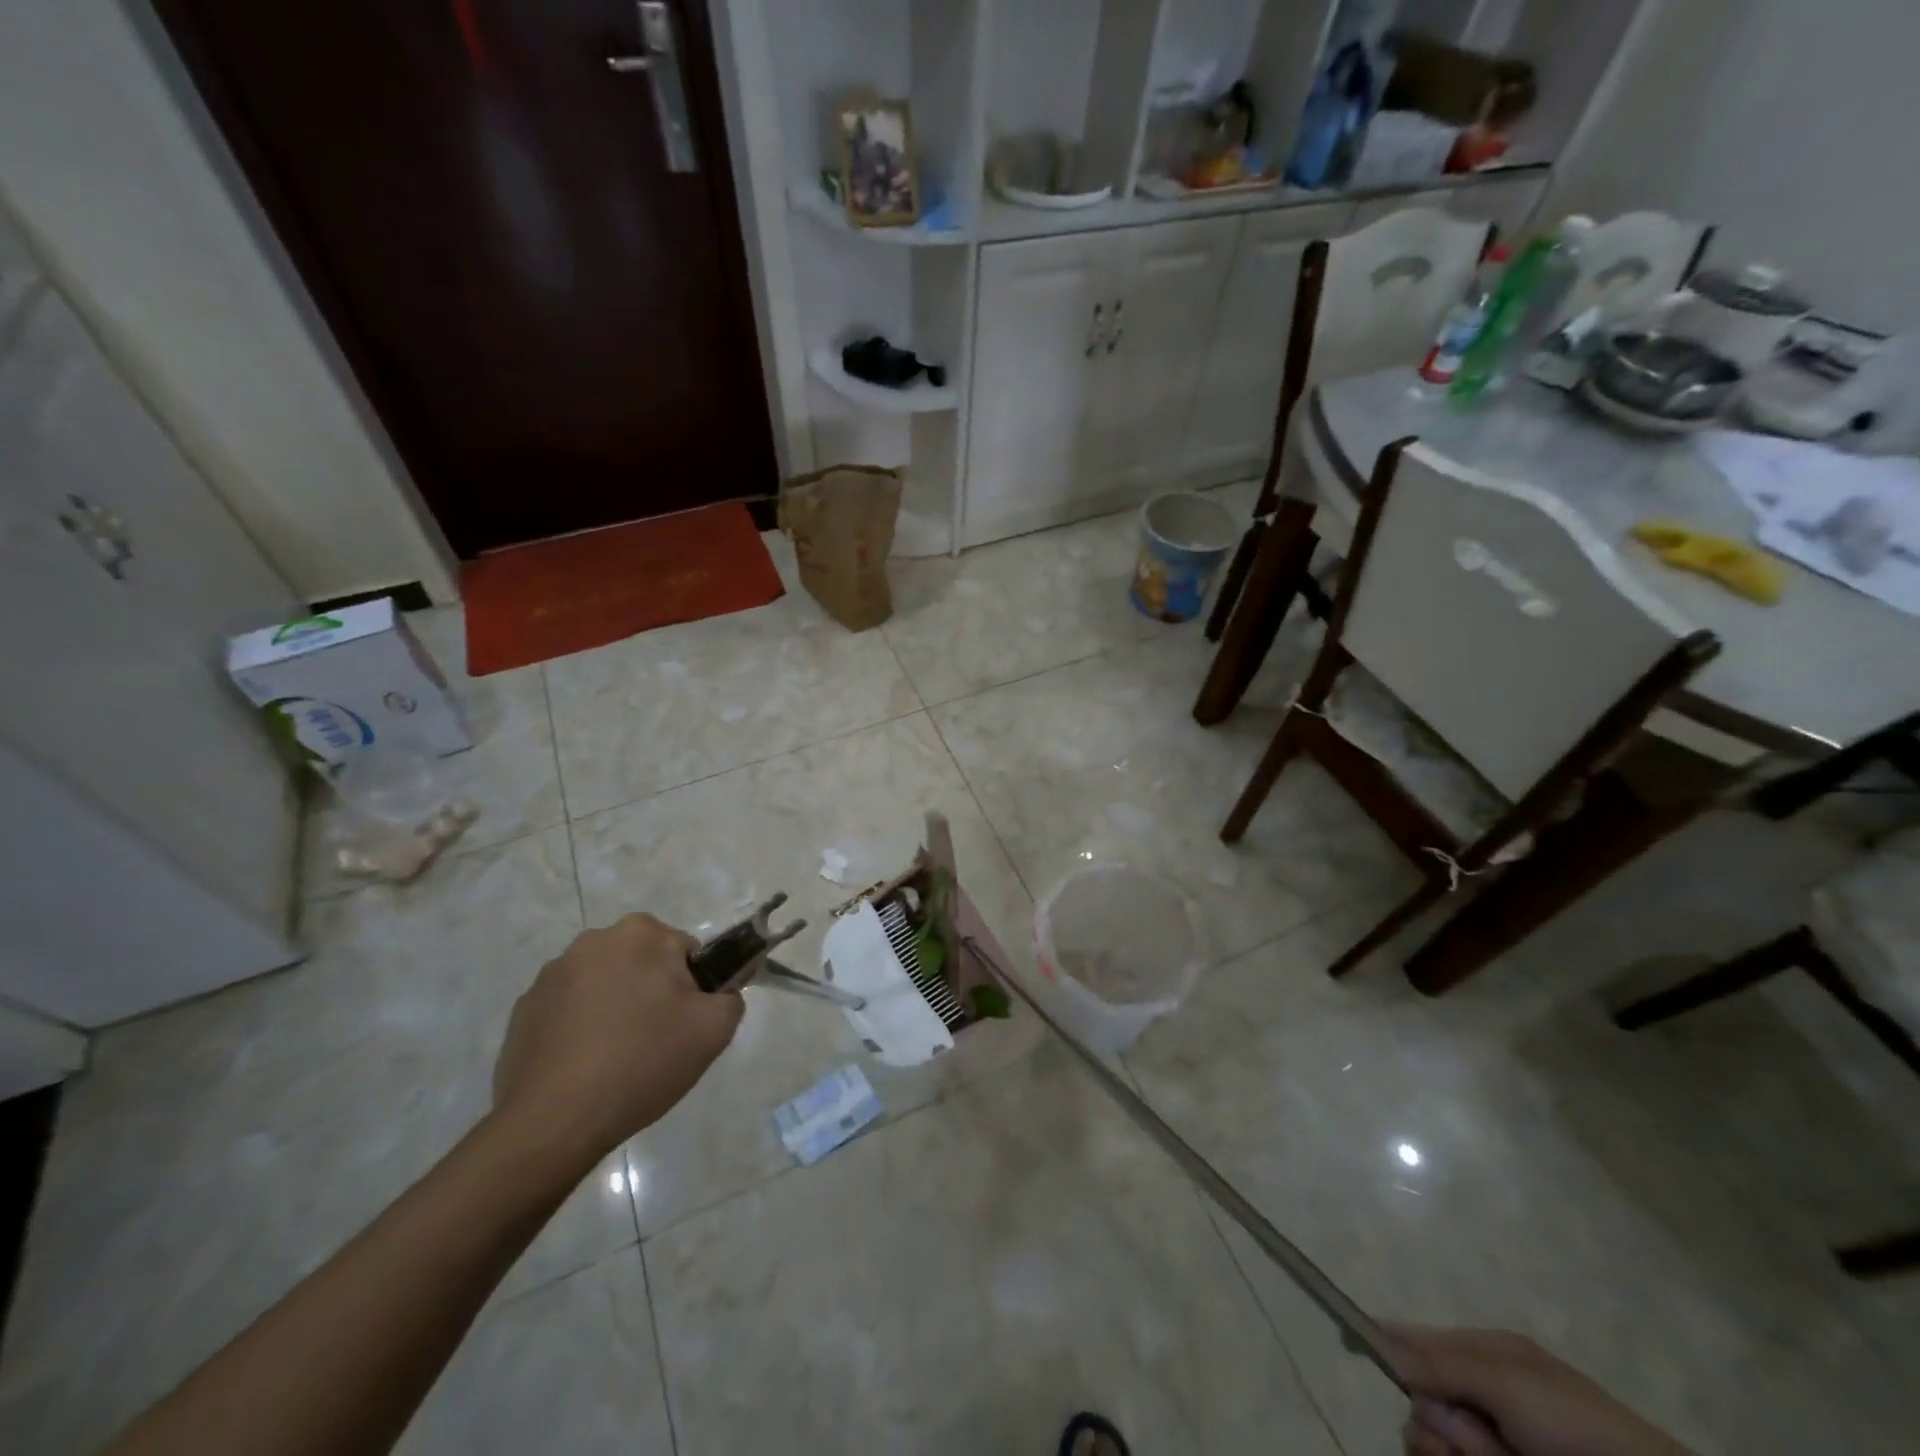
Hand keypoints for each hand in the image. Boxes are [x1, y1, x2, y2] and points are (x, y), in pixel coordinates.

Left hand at [492, 914, 742, 1163]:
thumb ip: (731, 997)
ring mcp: (552, 974)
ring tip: (617, 1058)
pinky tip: (585, 1066)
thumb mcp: (714, 1030)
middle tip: (657, 1041)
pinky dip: (581, 1028)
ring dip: (616, 1007)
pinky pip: (569, 1010)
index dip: (693, 989)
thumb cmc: (642, 1062)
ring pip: (605, 984)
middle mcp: (593, 941)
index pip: (685, 952)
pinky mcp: (524, 1009)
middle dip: (652, 992)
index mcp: (641, 934)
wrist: (555, 1121)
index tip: (685, 1024)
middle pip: (643, 963)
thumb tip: (720, 993)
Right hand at [1388, 1326, 1690, 1455]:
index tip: (1347, 1339)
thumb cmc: (1575, 1424)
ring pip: (1429, 1438)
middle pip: (1418, 1399)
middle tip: (1473, 1437)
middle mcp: (1481, 1396)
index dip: (1381, 1339)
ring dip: (1452, 1450)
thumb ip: (1442, 1363)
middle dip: (1437, 1423)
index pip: (1416, 1340)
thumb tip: (1382, 1345)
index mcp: (1484, 1357)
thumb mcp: (1507, 1382)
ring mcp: (1490, 1442)